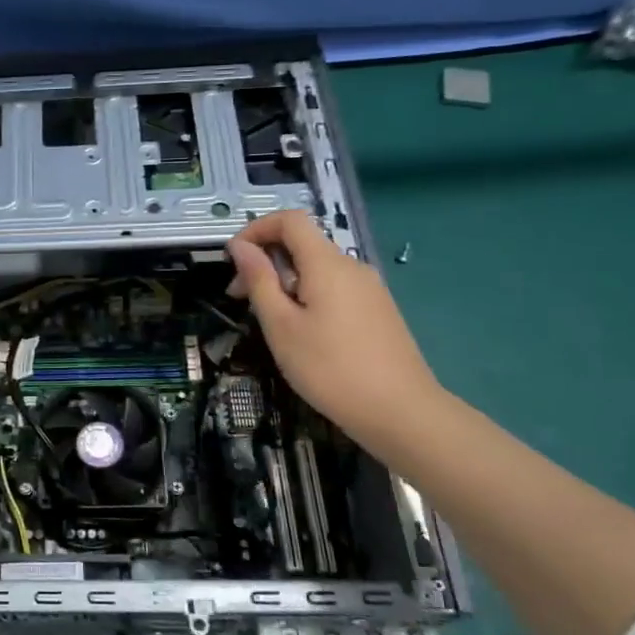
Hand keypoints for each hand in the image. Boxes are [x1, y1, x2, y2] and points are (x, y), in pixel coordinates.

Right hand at [226, 210, 443, 450]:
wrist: (401, 413)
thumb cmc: (330, 369)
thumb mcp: (281, 326)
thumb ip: (259, 281)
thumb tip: (240, 247)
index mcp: (327, 264)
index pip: (290, 220)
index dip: (256, 229)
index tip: (232, 261)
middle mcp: (352, 267)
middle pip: (302, 244)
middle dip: (265, 262)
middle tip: (239, 299)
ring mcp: (369, 289)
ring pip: (317, 269)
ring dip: (284, 282)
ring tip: (269, 322)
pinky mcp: (378, 311)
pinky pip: (334, 289)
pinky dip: (308, 296)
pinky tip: (302, 333)